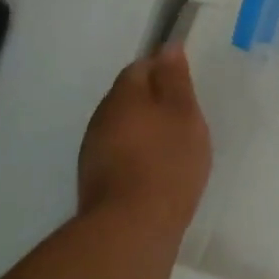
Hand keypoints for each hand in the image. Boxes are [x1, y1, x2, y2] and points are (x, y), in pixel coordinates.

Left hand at [78, 44, 210, 237]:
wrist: (131, 230)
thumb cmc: (168, 161)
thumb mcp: (184, 113)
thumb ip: (176, 79)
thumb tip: (168, 48)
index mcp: (123, 96)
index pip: (140, 67)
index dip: (163, 72)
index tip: (185, 87)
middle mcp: (101, 118)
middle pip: (128, 97)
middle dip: (153, 101)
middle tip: (184, 116)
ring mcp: (92, 151)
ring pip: (122, 126)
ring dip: (144, 129)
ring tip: (172, 145)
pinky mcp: (93, 181)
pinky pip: (118, 153)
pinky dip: (136, 153)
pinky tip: (155, 170)